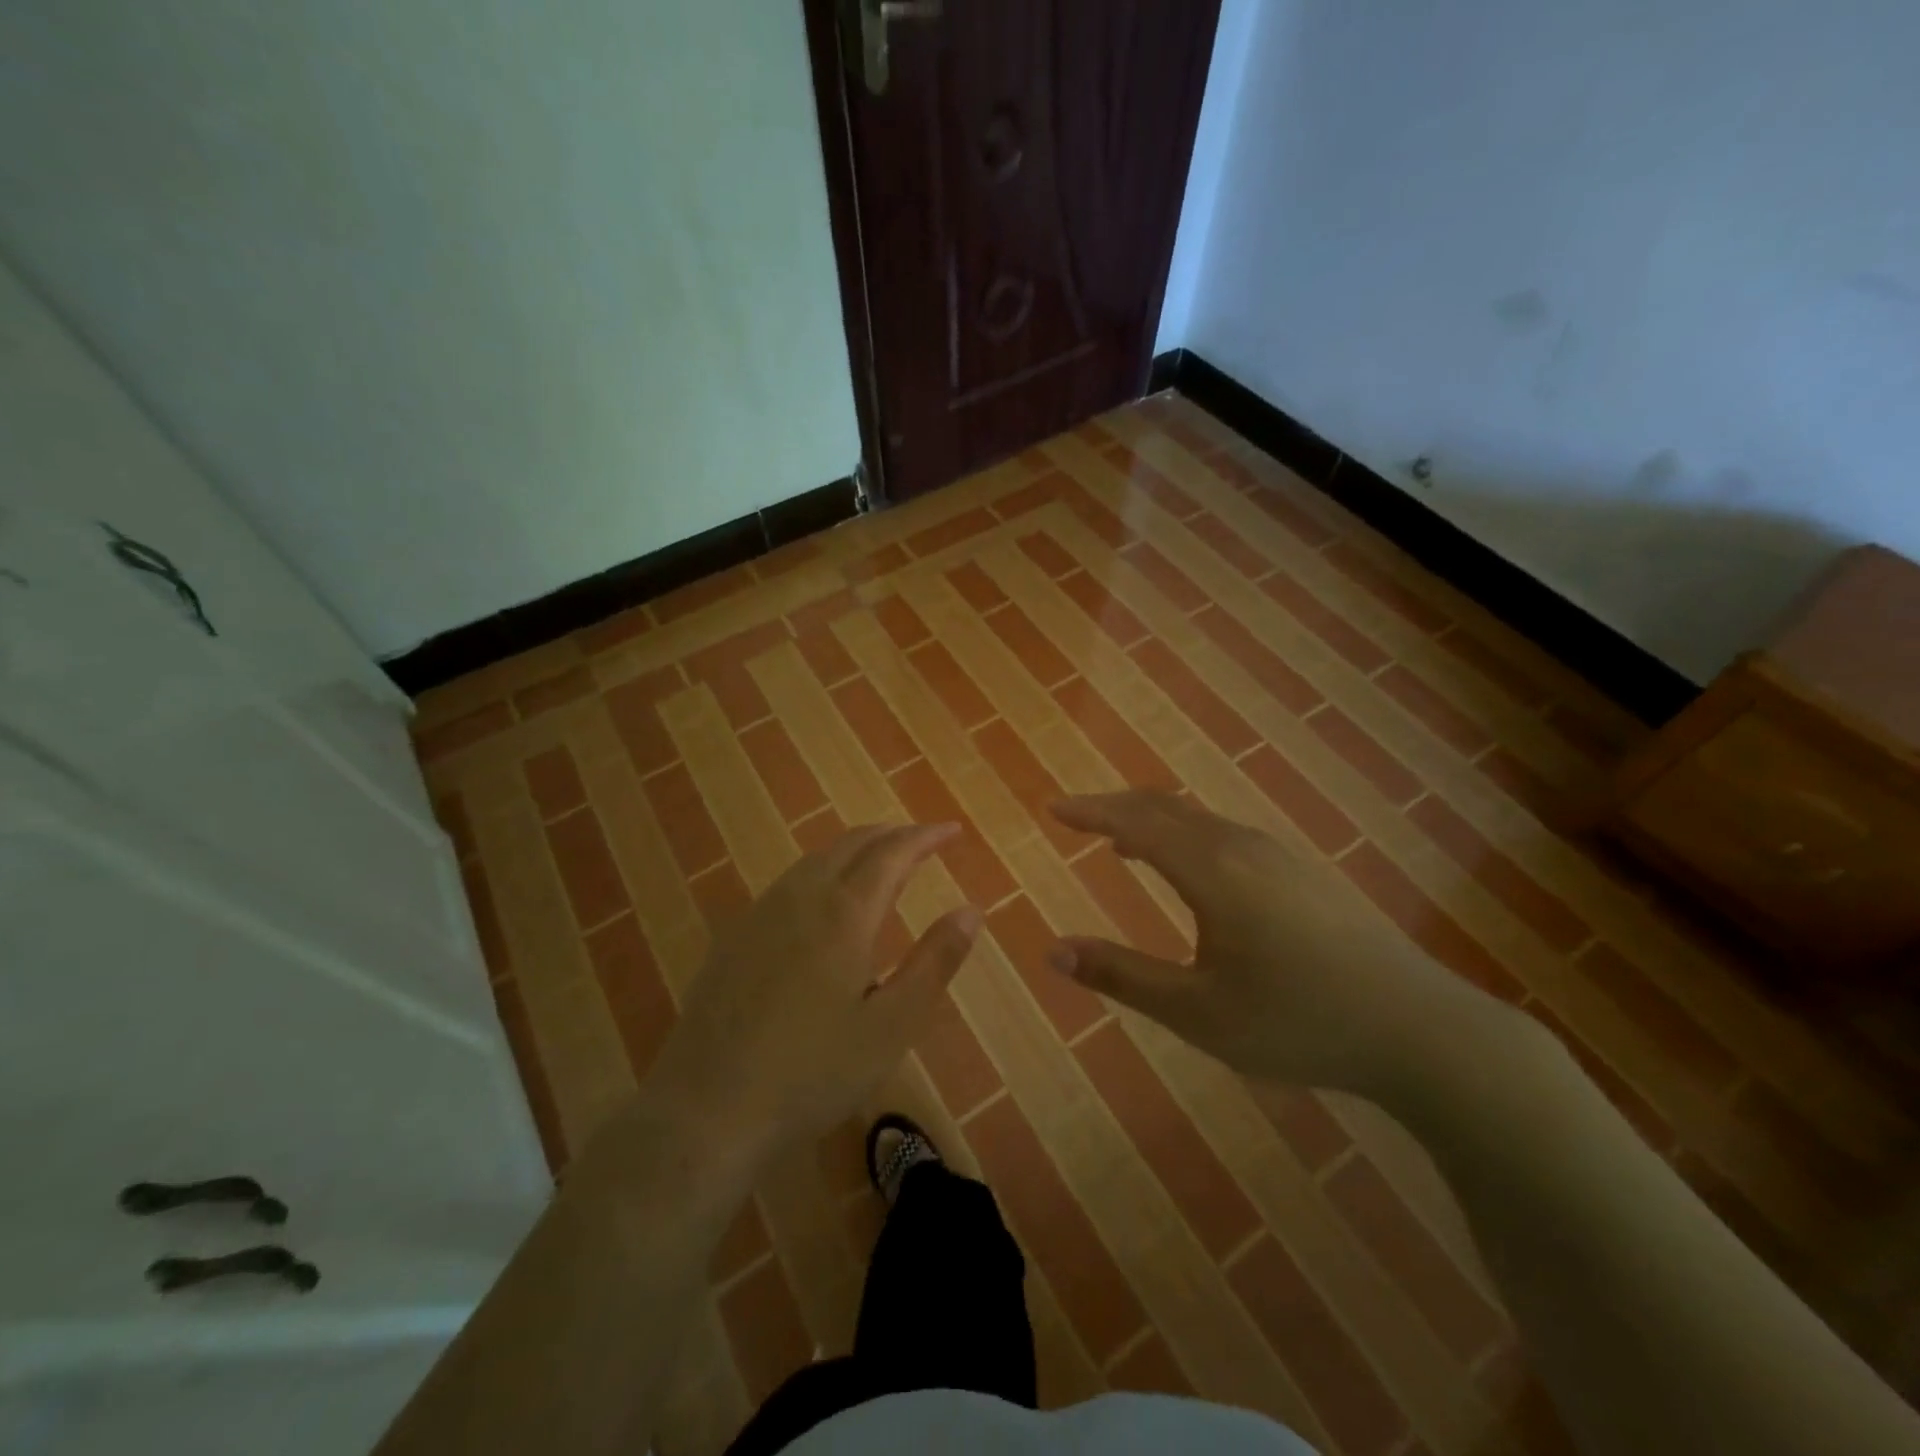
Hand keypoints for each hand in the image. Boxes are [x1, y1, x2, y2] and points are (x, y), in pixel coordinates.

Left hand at [645, 823, 982, 1152]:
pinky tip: (822, 902)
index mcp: (844, 914)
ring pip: (814, 860)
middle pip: (850, 845)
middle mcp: (800, 898)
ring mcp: (759, 915)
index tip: (952, 830)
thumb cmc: (813, 1071)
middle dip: (890, 835)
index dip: (925, 837)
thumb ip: (934, 962)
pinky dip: (821, 871)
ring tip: (879, 862)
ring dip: (854, 849)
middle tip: (921, 840)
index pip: (892, 854)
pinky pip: (787, 883)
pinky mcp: (732, 938)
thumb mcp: (892, 1025)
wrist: (708, 1110)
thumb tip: (971, 910)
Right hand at [1049, 791, 1490, 1094]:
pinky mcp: (1303, 874)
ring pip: (1199, 820)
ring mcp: (1278, 856)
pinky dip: (1187, 836)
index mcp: (1211, 870)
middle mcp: (1241, 847)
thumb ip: (1122, 976)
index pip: (1135, 822)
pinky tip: (1192, 871)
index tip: (1054, 808)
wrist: (1420, 1028)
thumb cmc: (1296, 1020)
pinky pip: (1226, 835)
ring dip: (1153, 822)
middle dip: (1116, 808)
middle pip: (1166, 808)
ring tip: (1123, 842)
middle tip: (1079, 817)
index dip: (1090, 811)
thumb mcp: (1196, 1011)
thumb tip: (1054, 951)